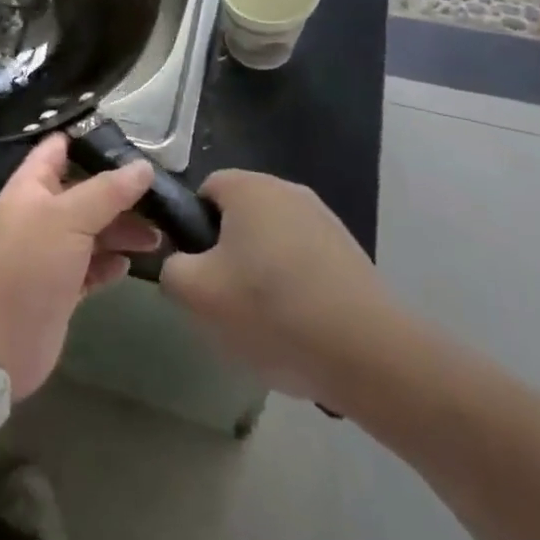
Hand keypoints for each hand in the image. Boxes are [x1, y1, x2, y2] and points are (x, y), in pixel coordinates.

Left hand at [0, 134, 159, 400]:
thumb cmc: (27, 264)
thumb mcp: (68, 218)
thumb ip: (107, 191)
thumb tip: (144, 167)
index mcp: (32, 186)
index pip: (60, 148)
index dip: (91, 140)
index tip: (133, 141)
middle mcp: (42, 214)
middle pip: (85, 191)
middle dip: (120, 192)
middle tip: (161, 196)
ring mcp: (51, 252)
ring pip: (93, 230)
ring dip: (123, 230)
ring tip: (158, 236)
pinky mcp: (63, 288)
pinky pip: (93, 267)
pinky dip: (111, 264)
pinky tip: (129, 264)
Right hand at [160, 170, 410, 407]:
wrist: (367, 353)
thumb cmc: (271, 310)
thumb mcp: (196, 295)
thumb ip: (172, 269)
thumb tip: (182, 264)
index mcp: (248, 187)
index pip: (205, 191)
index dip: (194, 230)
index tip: (200, 272)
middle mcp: (287, 190)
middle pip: (241, 217)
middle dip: (229, 254)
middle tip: (227, 301)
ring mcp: (324, 220)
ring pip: (273, 242)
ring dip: (263, 274)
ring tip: (266, 324)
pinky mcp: (350, 253)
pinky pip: (305, 263)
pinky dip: (296, 289)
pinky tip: (300, 330)